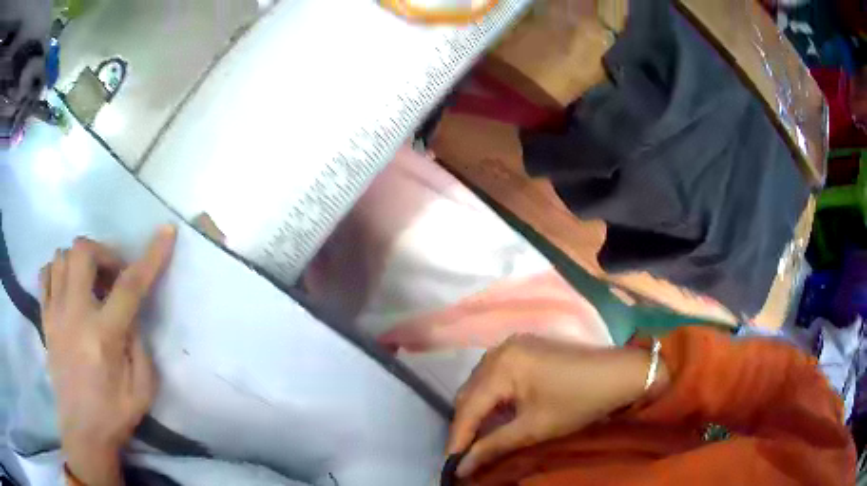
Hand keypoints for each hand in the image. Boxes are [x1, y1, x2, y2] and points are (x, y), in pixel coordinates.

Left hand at [40, 226, 176, 485]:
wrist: (82, 432)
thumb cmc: (114, 414)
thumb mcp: (142, 389)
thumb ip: (139, 345)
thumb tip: (131, 316)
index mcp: (103, 336)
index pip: (130, 285)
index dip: (151, 255)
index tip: (167, 231)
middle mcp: (74, 315)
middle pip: (83, 251)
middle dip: (104, 252)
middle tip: (113, 276)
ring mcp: (55, 314)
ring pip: (61, 256)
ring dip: (81, 261)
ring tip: (90, 284)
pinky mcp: (45, 320)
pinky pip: (45, 275)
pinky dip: (58, 270)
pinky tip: (68, 287)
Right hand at [447, 334, 668, 477]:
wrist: (620, 374)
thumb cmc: (580, 401)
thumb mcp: (535, 428)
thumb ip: (493, 446)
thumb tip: (460, 467)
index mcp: (502, 365)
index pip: (468, 407)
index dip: (457, 438)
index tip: (450, 464)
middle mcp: (500, 349)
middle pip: (470, 392)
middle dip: (465, 425)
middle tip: (464, 454)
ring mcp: (513, 345)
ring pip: (481, 383)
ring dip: (477, 410)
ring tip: (477, 438)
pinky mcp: (525, 348)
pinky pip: (496, 375)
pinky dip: (492, 397)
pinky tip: (496, 414)